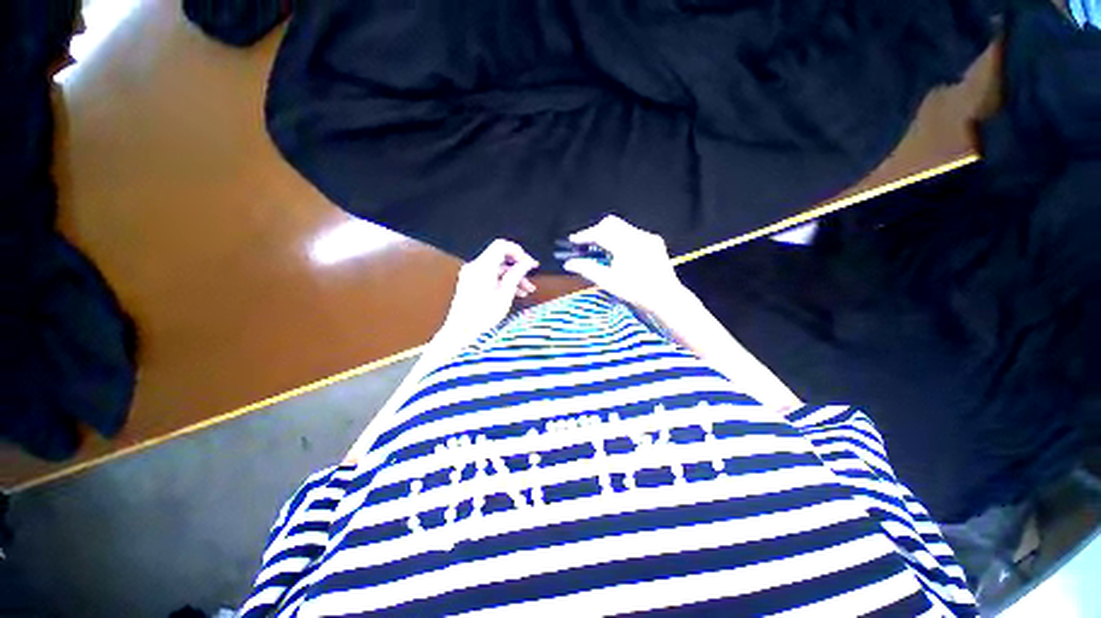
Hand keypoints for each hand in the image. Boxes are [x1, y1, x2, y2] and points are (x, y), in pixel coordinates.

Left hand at [438, 239, 538, 345]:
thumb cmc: (482, 316)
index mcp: (482, 267)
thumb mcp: (505, 294)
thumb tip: (528, 263)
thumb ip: (517, 274)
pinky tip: (514, 293)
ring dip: (513, 277)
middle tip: (531, 278)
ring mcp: (471, 275)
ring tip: (526, 290)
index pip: (501, 246)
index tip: (529, 263)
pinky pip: (490, 276)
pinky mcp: (471, 283)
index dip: (518, 252)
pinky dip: (503, 281)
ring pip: (497, 269)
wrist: (461, 332)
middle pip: (500, 257)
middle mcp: (475, 267)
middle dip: (518, 267)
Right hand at [563, 215, 688, 313]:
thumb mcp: (608, 282)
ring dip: (608, 234)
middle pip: (611, 223)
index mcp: (626, 245)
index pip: (600, 233)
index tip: (573, 240)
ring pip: (622, 227)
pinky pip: (633, 233)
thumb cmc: (635, 292)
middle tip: (586, 244)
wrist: (665, 298)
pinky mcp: (655, 242)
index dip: (584, 235)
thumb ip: (587, 269)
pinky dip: (621, 239)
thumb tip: (569, 264)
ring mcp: (648, 237)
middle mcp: (638, 236)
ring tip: (600, 249)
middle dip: (596, 231)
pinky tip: (618, 253)